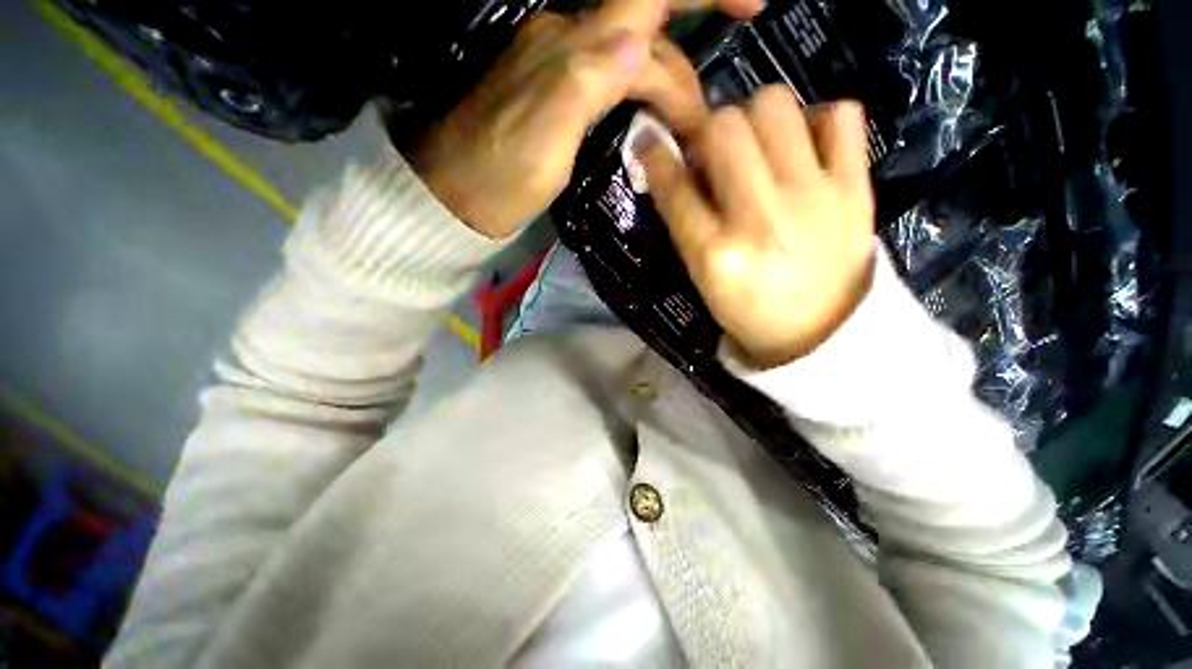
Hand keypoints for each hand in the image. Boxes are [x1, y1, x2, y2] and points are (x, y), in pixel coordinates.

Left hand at [407, 0, 760, 238]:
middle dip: (684, 79)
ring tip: (683, 133)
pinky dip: (643, 100)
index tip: (754, 8)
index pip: (646, 0)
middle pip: (647, 41)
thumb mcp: (543, 138)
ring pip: (633, 64)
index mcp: (569, 50)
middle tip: (699, 132)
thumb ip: (587, 82)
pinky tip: (649, 123)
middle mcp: (567, 46)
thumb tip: (640, 43)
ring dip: (667, 92)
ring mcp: (561, 72)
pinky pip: (613, 84)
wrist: (458, 198)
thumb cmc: (498, 177)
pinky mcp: (558, 99)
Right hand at [638, 86, 876, 368]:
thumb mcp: (703, 279)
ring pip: (775, 105)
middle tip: (714, 150)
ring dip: (756, 117)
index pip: (674, 187)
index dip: (655, 156)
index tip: (651, 140)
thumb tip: (677, 166)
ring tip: (758, 146)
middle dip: (708, 130)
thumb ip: (686, 224)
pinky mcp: (856, 188)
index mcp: (715, 255)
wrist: (822, 333)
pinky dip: (818, 120)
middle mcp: (759, 219)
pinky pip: (841, 114)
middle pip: (723, 128)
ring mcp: (813, 198)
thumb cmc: (750, 312)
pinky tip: (805, 148)